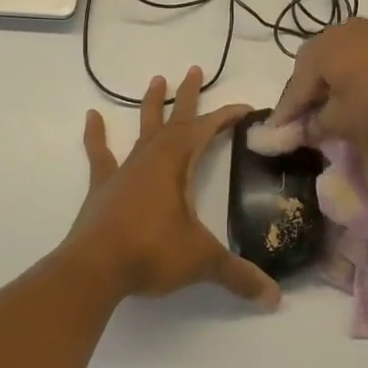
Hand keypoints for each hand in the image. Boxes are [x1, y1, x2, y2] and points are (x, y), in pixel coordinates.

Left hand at [65, 67, 280, 310]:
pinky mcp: (103, 188)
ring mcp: (124, 171)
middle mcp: (151, 158)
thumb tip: (276, 299)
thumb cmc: (151, 253)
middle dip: (188, 96)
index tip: (245, 108)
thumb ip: (238, 276)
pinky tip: (91, 116)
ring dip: (151, 106)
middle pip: (174, 119)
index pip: (207, 130)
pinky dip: (96, 136)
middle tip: (195, 69)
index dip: (227, 117)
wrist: (94, 268)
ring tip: (157, 79)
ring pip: (142, 130)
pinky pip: (100, 155)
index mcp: (176, 164)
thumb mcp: (202, 261)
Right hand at [258, 18, 367, 150]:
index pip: (293, 89)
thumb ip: (314, 127)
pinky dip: (351, 77)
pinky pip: (357, 58)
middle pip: (311, 69)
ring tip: (331, 108)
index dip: (284, 115)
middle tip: (303, 121)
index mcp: (317, 51)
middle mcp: (335, 33)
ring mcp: (364, 30)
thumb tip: (298, 131)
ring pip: (335, 61)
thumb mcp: (342, 123)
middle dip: (306, 95)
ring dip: (329, 85)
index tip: (274, 135)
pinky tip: (357, 93)